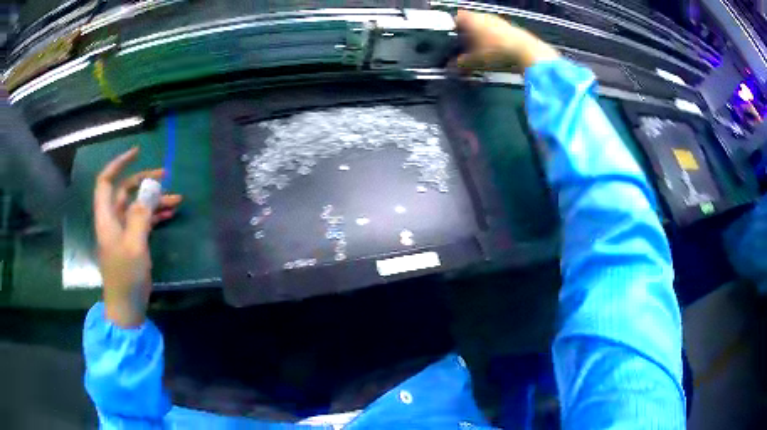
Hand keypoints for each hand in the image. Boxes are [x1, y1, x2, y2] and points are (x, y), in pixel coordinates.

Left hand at [94, 147, 181, 326]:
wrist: (126, 307)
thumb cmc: (126, 277)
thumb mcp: (135, 246)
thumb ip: (141, 215)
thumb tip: (149, 189)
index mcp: (107, 218)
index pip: (106, 182)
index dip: (118, 164)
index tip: (137, 152)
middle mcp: (113, 221)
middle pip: (125, 191)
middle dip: (144, 181)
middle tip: (166, 176)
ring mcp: (122, 232)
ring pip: (137, 206)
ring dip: (154, 200)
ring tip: (177, 199)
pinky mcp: (131, 242)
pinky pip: (143, 221)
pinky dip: (155, 215)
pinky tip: (170, 213)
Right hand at [455, 10, 558, 71]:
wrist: (526, 51)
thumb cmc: (496, 52)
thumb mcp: (475, 61)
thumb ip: (461, 63)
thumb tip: (453, 66)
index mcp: (471, 19)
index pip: (456, 18)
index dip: (452, 28)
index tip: (451, 38)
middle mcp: (483, 16)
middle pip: (470, 21)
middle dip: (466, 33)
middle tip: (464, 46)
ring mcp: (498, 20)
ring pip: (484, 26)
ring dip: (480, 36)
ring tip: (480, 50)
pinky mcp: (510, 28)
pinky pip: (496, 31)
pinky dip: (493, 39)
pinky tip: (495, 51)